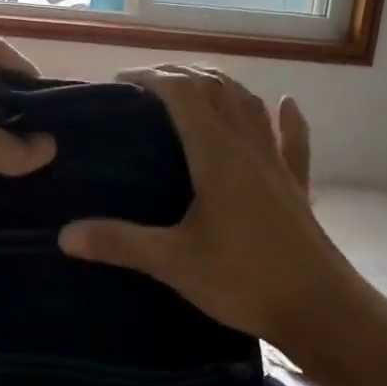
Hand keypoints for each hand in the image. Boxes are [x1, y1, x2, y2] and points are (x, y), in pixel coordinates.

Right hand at [57, 67, 349, 349]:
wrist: (322, 309)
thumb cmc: (245, 280)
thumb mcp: (174, 263)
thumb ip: (120, 243)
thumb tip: (64, 234)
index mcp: (217, 154)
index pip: (183, 93)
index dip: (151, 77)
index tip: (120, 83)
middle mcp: (249, 146)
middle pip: (215, 89)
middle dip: (180, 76)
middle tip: (146, 86)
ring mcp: (277, 164)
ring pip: (251, 105)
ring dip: (221, 87)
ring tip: (195, 87)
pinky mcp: (297, 186)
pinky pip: (293, 140)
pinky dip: (286, 118)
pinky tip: (285, 104)